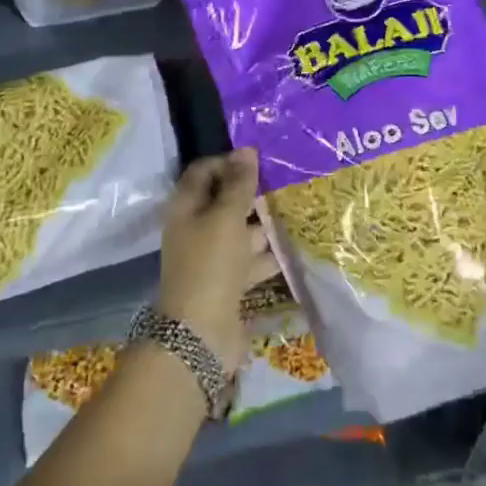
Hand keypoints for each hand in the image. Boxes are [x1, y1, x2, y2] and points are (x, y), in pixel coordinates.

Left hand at [157, 148, 275, 373]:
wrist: (201, 335)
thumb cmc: (210, 266)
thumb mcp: (225, 218)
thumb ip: (238, 184)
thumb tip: (246, 150)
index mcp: (186, 208)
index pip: (204, 171)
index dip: (229, 161)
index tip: (261, 159)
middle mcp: (197, 228)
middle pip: (225, 200)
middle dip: (253, 192)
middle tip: (287, 180)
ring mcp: (213, 257)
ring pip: (241, 230)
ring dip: (265, 223)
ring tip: (299, 207)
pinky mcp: (229, 282)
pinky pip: (252, 259)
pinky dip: (270, 253)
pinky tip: (296, 243)